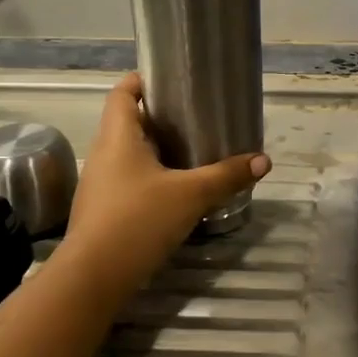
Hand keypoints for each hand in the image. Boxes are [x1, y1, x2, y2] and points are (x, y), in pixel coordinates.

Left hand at [60, 74, 270, 292]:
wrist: (94, 277)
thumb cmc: (138, 220)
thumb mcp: (190, 195)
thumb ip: (226, 176)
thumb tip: (263, 161)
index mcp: (118, 136)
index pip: (123, 92)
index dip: (143, 80)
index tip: (172, 79)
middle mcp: (104, 153)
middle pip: (128, 121)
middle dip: (160, 117)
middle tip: (196, 117)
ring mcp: (101, 183)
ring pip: (130, 153)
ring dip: (157, 149)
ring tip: (193, 151)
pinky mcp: (104, 209)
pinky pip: (129, 179)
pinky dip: (151, 176)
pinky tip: (176, 189)